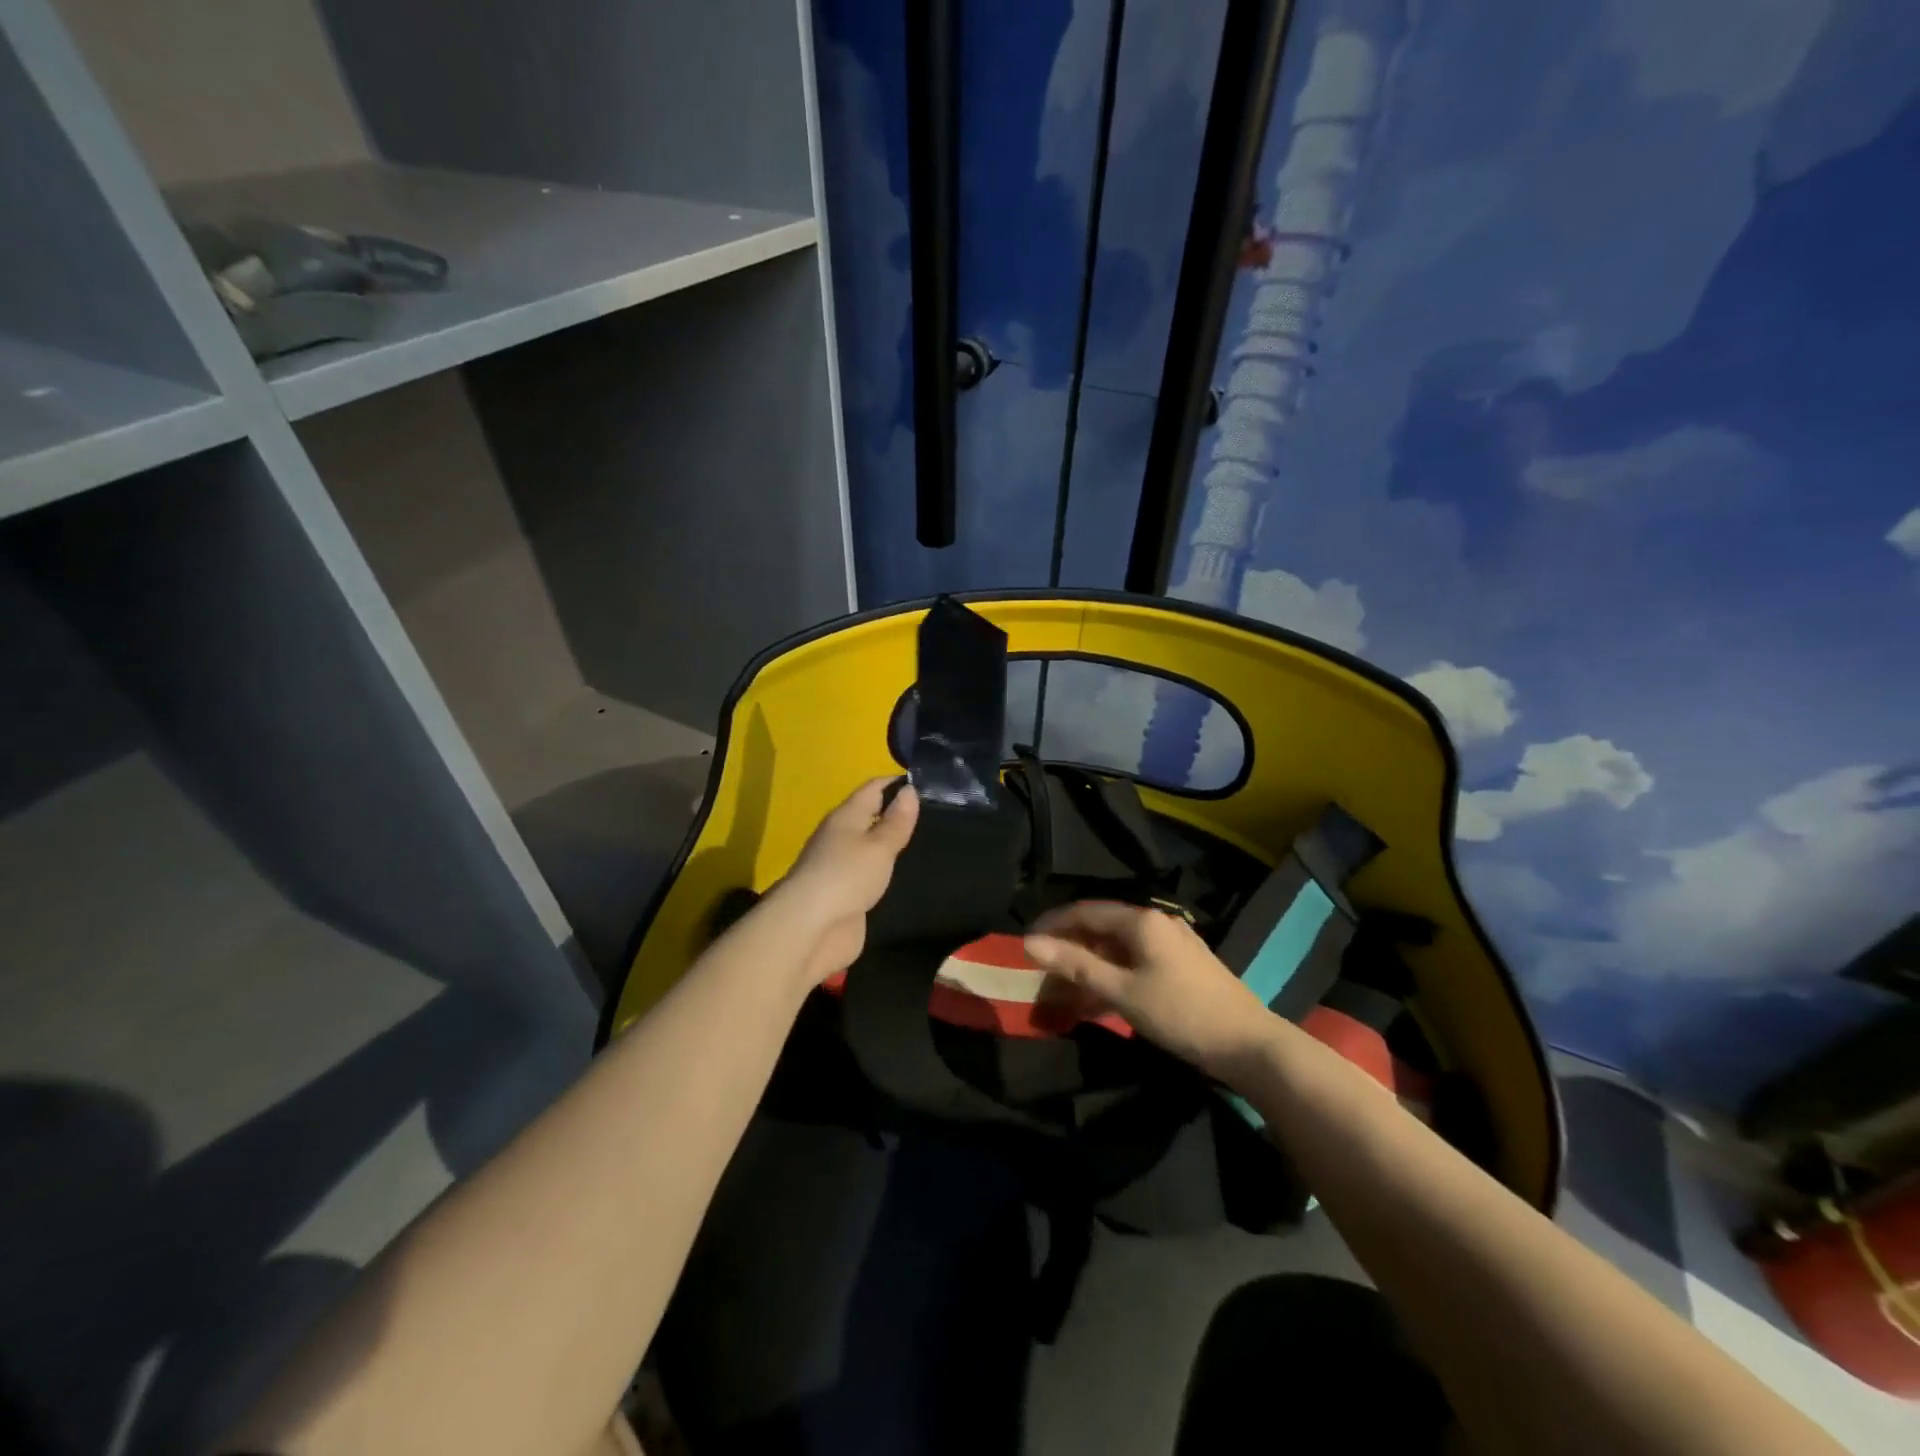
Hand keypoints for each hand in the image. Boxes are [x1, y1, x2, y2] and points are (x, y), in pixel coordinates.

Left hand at [775, 777, 919, 982]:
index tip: (931, 785)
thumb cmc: (846, 877)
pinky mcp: (848, 895)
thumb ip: (896, 821)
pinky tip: (914, 877)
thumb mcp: (878, 846)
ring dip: (896, 846)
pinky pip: (873, 876)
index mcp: (846, 817)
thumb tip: (910, 790)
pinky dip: (890, 873)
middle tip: (940, 818)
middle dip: (901, 815)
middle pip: (873, 818)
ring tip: (935, 846)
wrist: (812, 930)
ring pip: (874, 849)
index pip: (874, 788)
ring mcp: (843, 868)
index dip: (899, 783)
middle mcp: (842, 837)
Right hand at [1025, 901, 1274, 1081]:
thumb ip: (1075, 965)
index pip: (1085, 911)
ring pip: (1119, 946)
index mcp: (1142, 920)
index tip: (1026, 943)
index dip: (1052, 924)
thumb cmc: (1180, 1013)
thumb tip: (1030, 943)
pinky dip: (1113, 973)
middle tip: (1043, 971)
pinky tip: (1101, 997)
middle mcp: (1157, 922)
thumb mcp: (1121, 991)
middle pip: (1102, 927)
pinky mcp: (1184, 964)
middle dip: (1070, 947)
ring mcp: (1174, 942)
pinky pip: (1136, 959)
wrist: (1249, 1045)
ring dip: (1091, 964)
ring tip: (1066, 990)